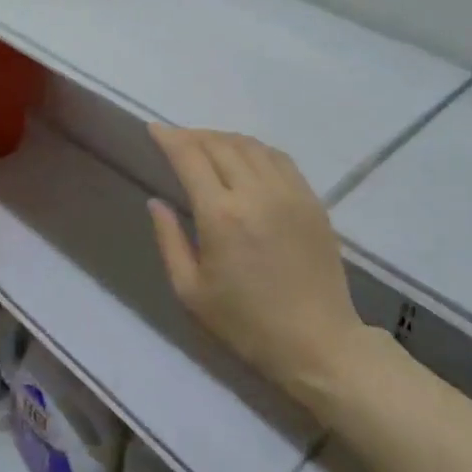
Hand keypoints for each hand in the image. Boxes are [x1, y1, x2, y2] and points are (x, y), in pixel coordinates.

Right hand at [147, 126, 362, 398]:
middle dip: (193, 136)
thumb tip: (156, 201)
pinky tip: (245, 158)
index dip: (168, 137)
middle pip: (219, 144)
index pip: (189, 157)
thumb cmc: (245, 323)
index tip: (153, 128)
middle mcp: (255, 193)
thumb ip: (168, 240)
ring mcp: (288, 193)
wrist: (317, 343)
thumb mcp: (190, 291)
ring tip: (207, 146)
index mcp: (220, 215)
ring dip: (223, 138)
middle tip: (177, 140)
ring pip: (250, 145)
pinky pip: (279, 158)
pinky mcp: (312, 200)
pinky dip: (254, 149)